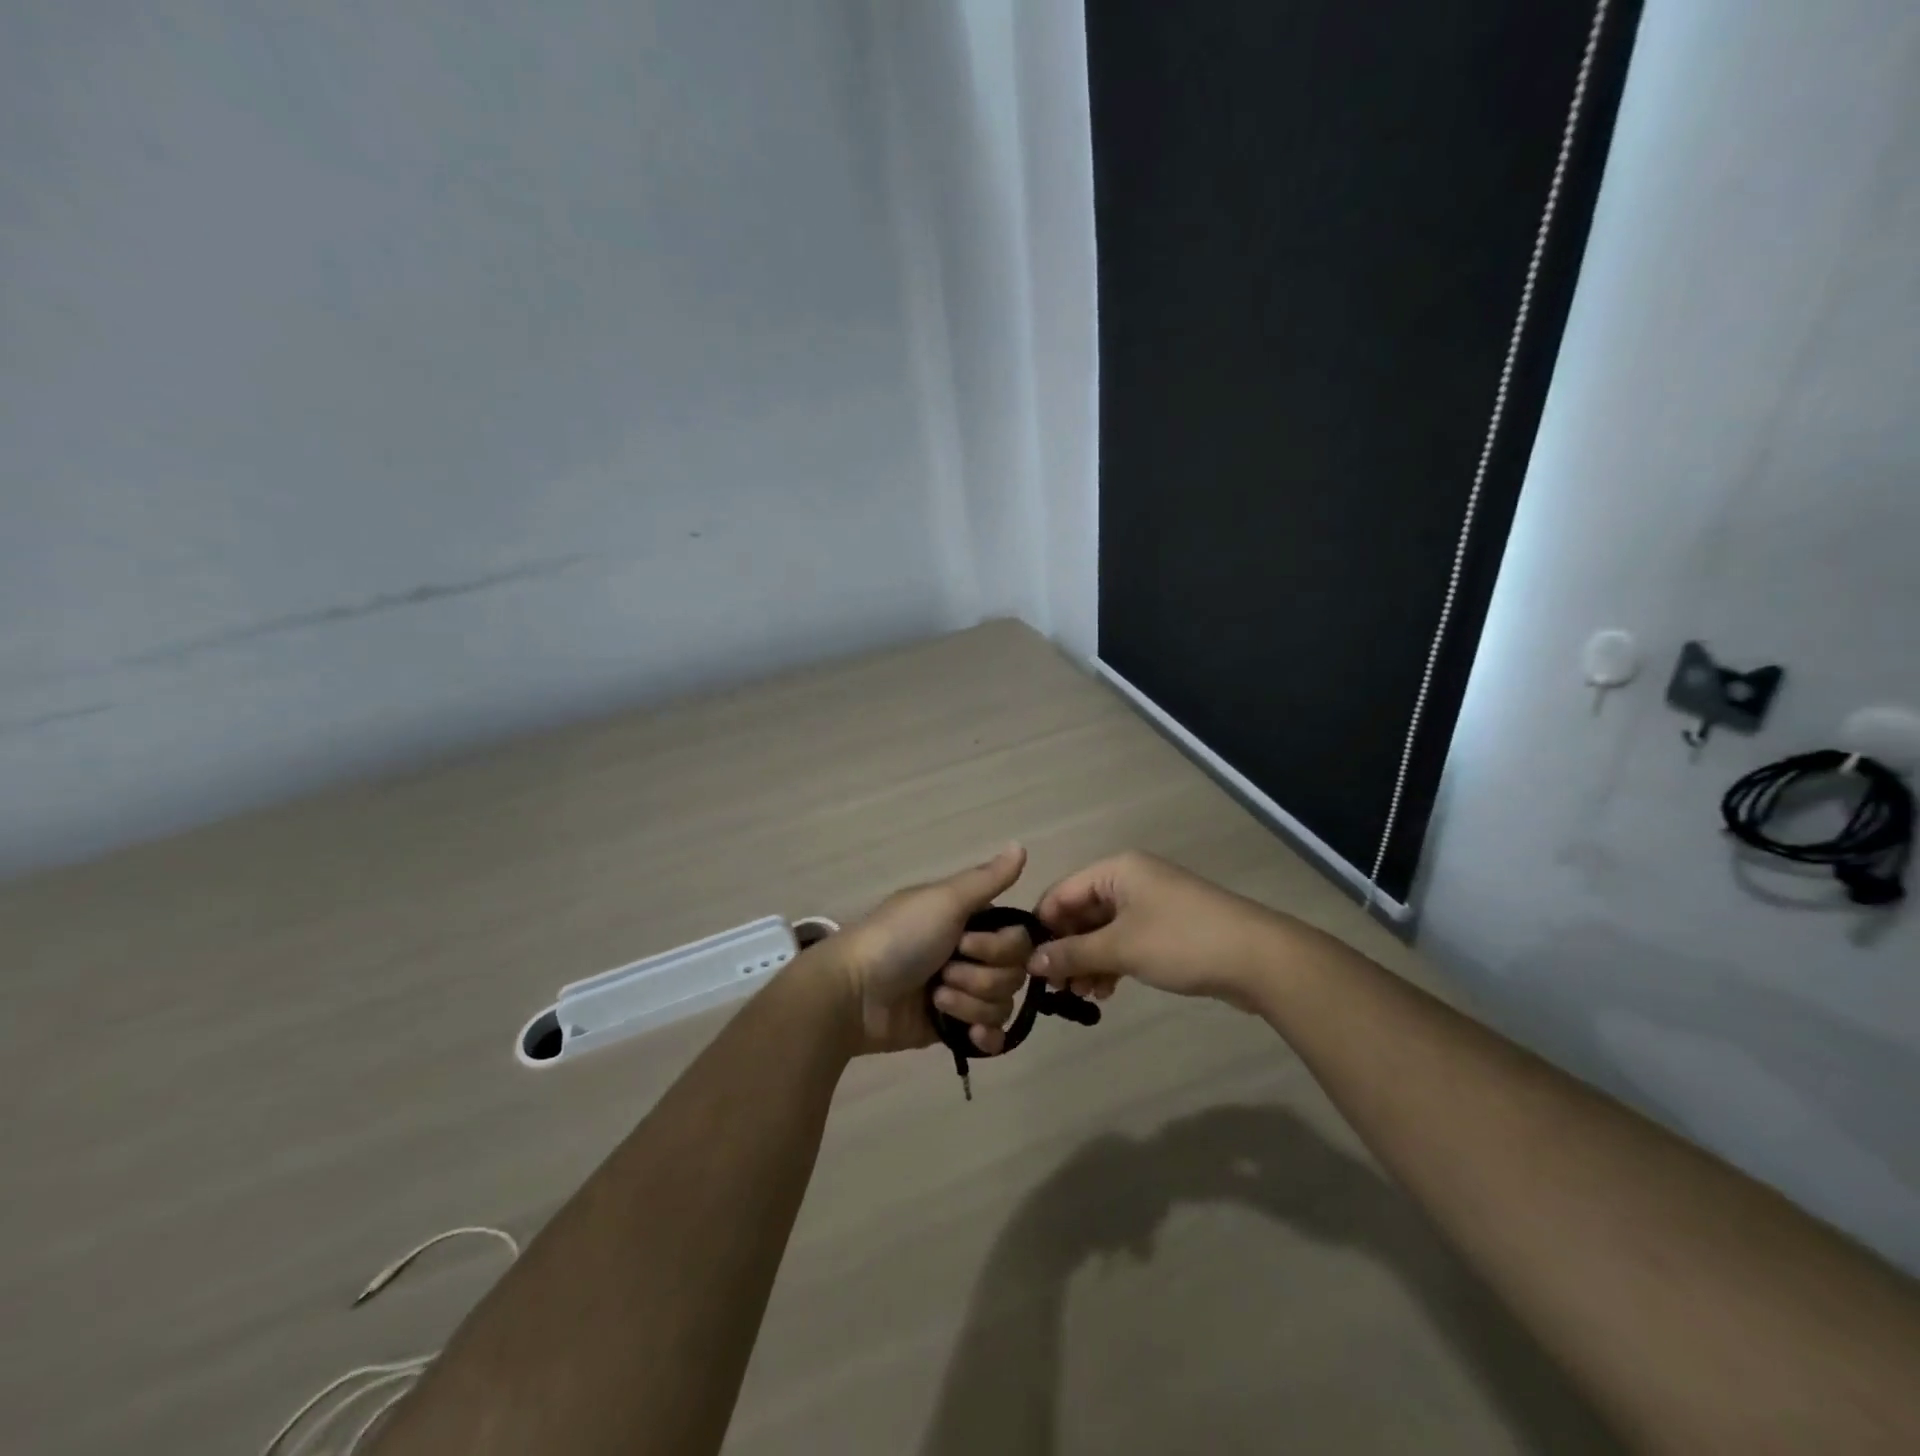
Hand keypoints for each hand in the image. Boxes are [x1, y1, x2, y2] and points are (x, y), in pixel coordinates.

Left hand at [824, 845, 1038, 1055]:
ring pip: (1001, 1005)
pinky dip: (984, 1037)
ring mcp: (961, 993)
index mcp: (969, 921)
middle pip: (1013, 974)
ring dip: (969, 1004)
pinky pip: (991, 1037)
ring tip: (935, 1000)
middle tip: (944, 972)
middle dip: (980, 978)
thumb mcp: (943, 901)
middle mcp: (970, 954)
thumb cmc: (899, 938)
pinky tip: (968, 1035)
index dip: (999, 948)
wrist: (855, 993)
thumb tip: (1021, 844)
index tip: (965, 944)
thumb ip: (987, 879)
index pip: (1018, 939)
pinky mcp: (951, 1028)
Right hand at [1027, 852, 1284, 1005]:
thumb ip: (1072, 954)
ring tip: (1082, 995)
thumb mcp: (1120, 948)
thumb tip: (1031, 962)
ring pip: (1103, 930)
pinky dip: (1112, 963)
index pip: (1062, 892)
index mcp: (1116, 870)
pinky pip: (1126, 941)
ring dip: (1088, 961)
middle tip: (1055, 987)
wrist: (1258, 958)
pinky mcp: (1167, 929)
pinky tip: (1106, 992)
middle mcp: (1130, 880)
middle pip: (1082, 912)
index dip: (1042, 926)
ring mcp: (1151, 904)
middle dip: (1067, 949)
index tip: (1026, 963)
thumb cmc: (1181, 942)